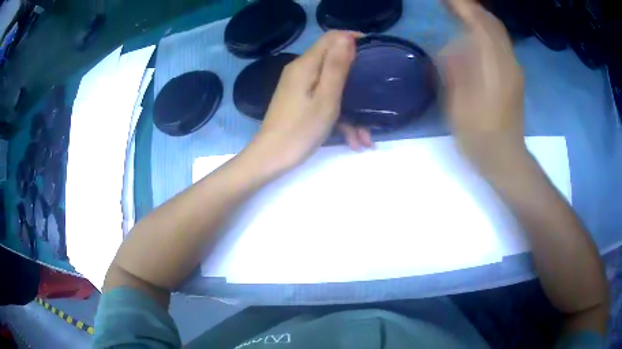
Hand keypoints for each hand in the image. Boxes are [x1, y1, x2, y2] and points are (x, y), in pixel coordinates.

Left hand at [251, 31, 372, 171]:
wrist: (271, 157)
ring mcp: (299, 87)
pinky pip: (323, 101)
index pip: (331, 38)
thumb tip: (346, 38)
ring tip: (366, 137)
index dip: (352, 39)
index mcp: (306, 65)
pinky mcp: (299, 101)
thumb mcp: (326, 98)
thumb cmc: (301, 129)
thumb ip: (337, 66)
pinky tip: (353, 140)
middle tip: (375, 93)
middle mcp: (300, 71)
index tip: (374, 50)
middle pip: (333, 63)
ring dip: (351, 108)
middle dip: (356, 79)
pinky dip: (339, 117)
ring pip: (331, 87)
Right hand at [441, 0, 526, 170]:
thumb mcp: (458, 104)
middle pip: (492, 24)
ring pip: (498, 33)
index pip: (480, 24)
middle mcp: (508, 62)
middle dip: (472, 9)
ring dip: (480, 19)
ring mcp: (514, 70)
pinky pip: (501, 45)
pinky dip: (487, 33)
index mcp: (494, 66)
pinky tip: (474, 36)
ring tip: (460, 14)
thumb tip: (451, 49)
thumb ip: (455, 71)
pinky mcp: (515, 78)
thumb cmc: (480, 136)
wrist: (506, 158)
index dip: (463, 7)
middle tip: (451, 4)